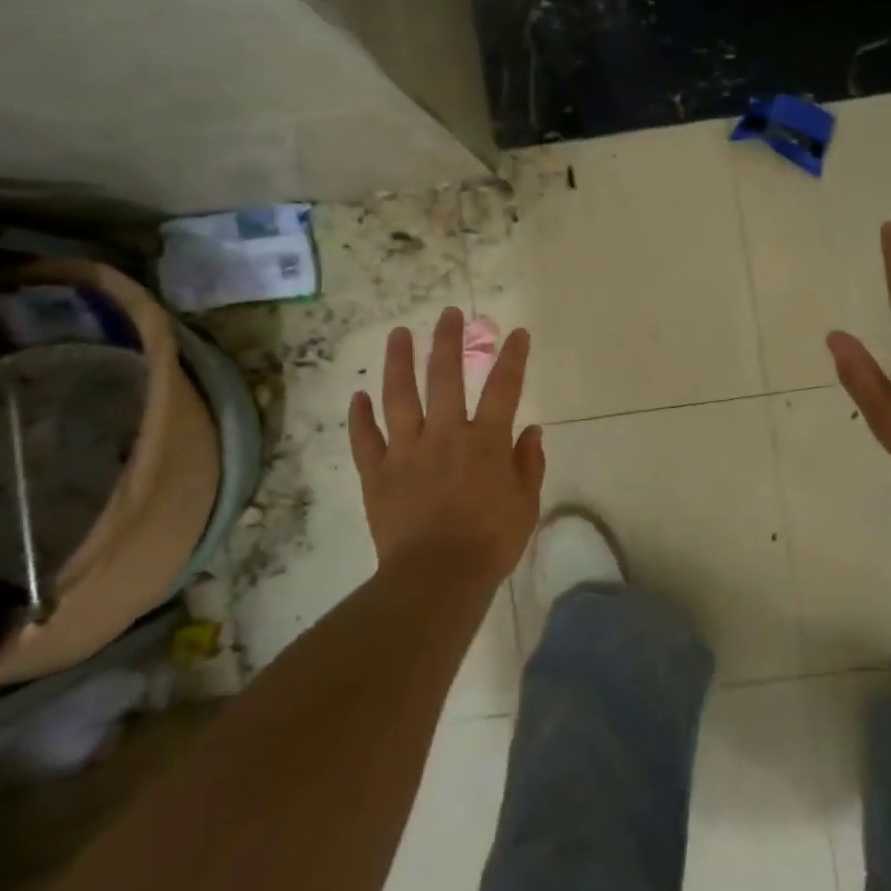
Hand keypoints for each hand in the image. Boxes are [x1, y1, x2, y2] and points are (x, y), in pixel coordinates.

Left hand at [348, 306, 544, 586]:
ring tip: (399, 334)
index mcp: (485, 441)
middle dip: (448, 341)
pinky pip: (365, 438)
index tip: (517, 333)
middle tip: (449, 313)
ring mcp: (406, 451)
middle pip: (444, 376)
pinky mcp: (377, 473)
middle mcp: (444, 434)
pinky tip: (359, 395)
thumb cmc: (490, 542)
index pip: (503, 388)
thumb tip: (532, 431)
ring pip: (399, 396)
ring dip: (399, 362)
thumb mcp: (525, 504)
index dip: (512, 357)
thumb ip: (528, 463)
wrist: (437, 577)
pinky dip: (361, 416)